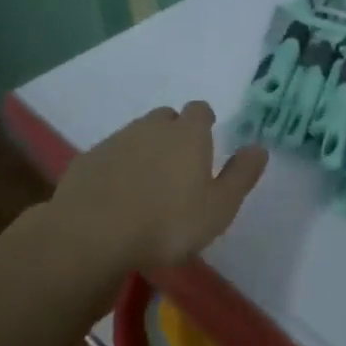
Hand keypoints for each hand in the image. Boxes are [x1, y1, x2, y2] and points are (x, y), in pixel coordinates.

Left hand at [50, 102, 267, 273]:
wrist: (92, 234)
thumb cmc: (168, 223)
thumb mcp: (219, 207)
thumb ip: (241, 175)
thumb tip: (259, 148)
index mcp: (188, 134)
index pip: (200, 110)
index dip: (204, 122)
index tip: (207, 139)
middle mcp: (151, 128)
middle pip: (166, 118)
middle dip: (173, 132)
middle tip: (178, 165)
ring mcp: (115, 141)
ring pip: (136, 135)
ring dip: (144, 150)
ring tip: (148, 184)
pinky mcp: (87, 160)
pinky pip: (109, 156)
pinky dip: (117, 168)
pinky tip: (117, 195)